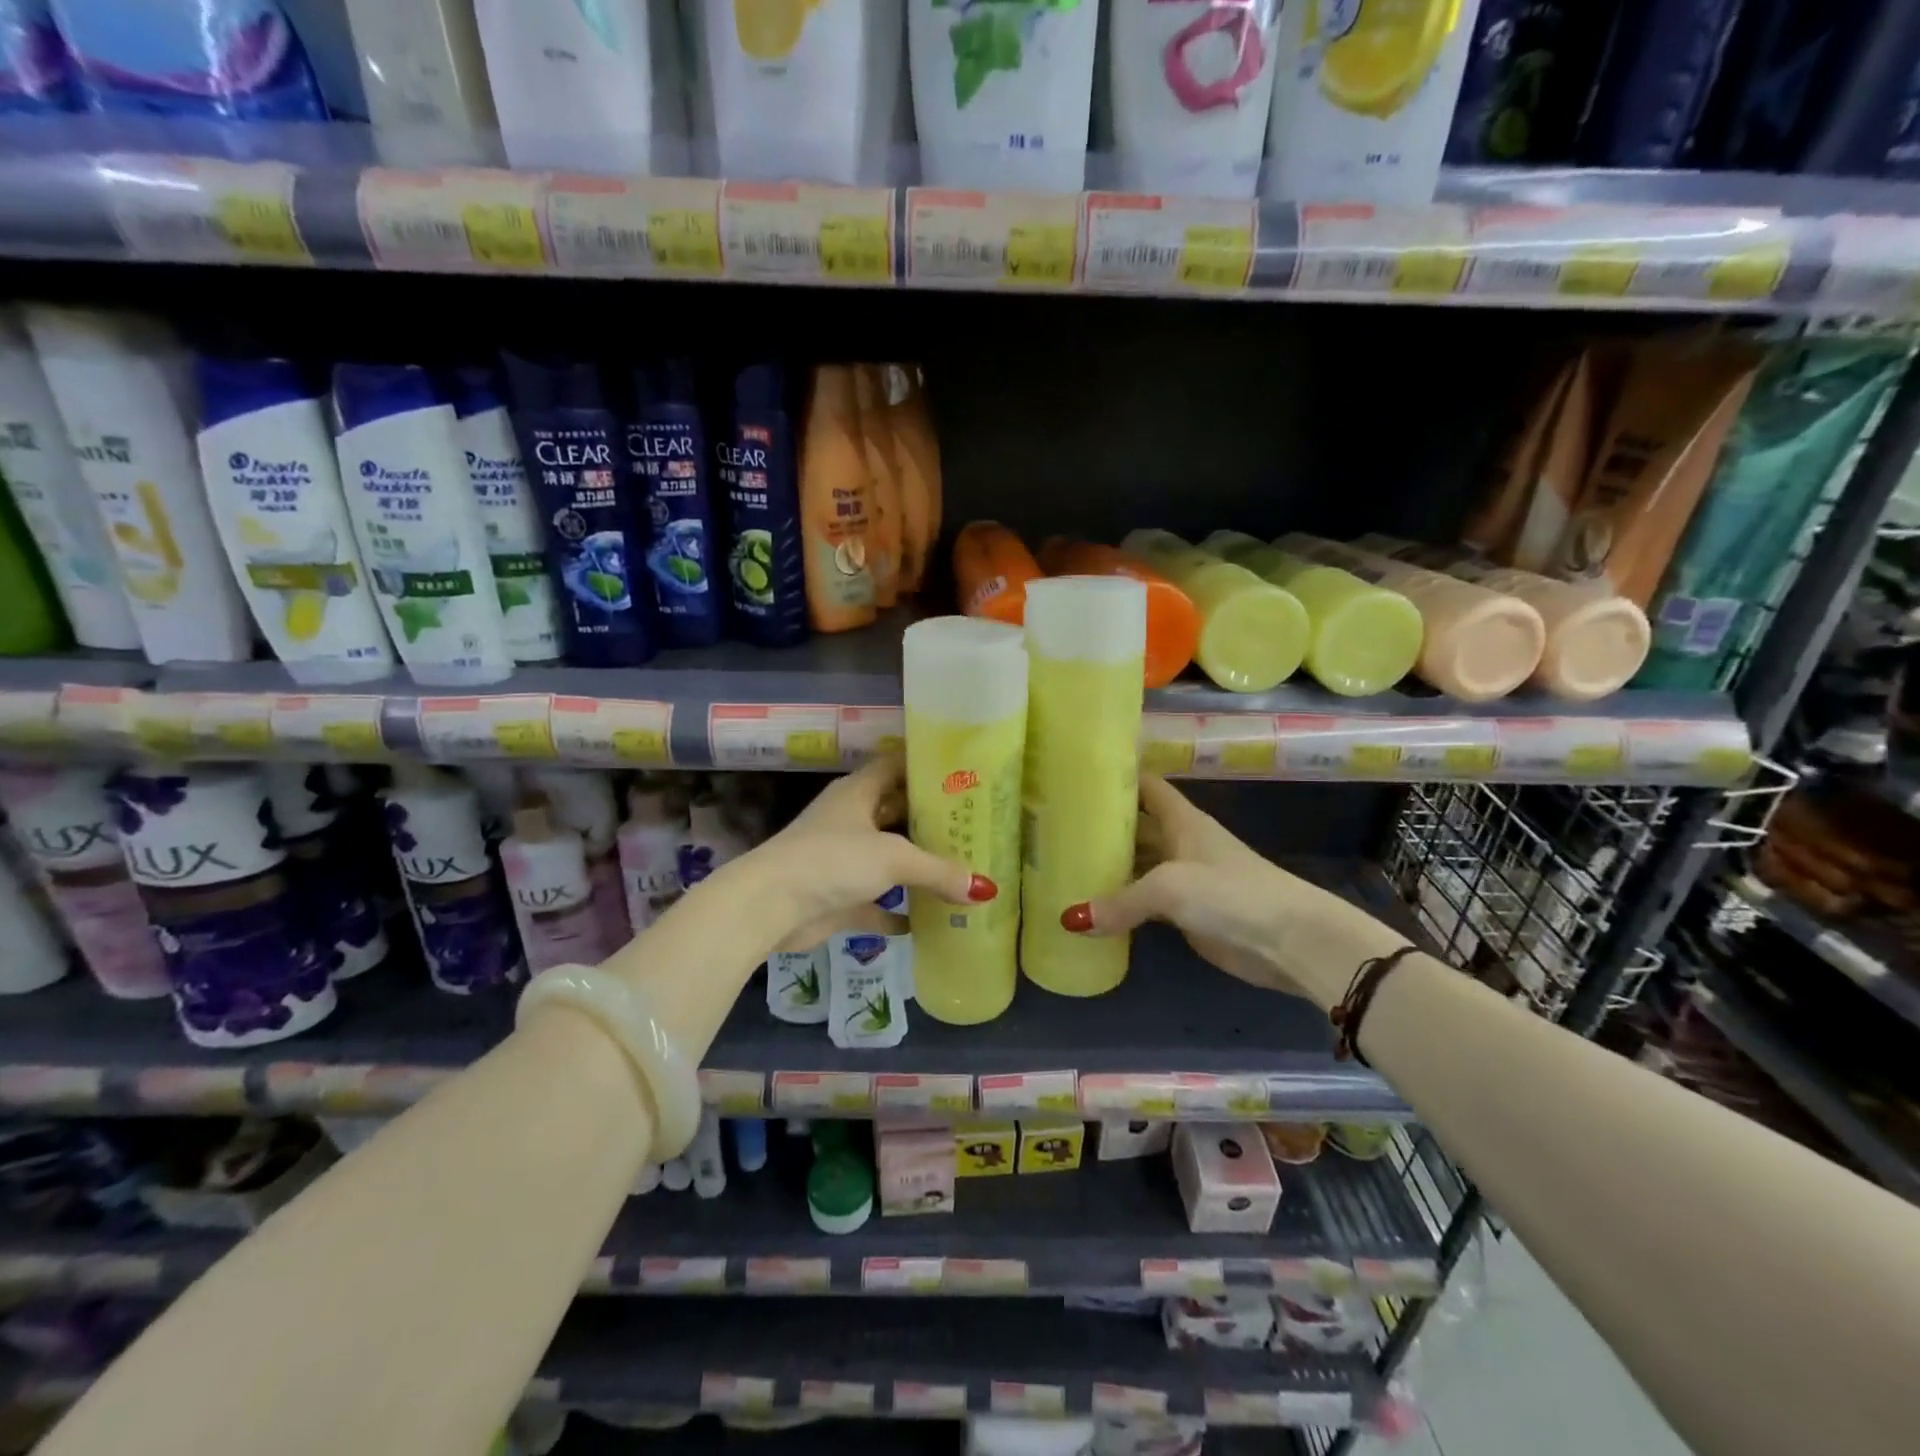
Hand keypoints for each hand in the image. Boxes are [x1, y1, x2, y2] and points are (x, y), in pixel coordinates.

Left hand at [746, 756, 993, 952]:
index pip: (895, 765)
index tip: (962, 772)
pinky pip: (875, 902)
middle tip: (974, 825)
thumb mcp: (893, 858)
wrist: (770, 906)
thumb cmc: (832, 861)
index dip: (925, 766)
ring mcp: (842, 858)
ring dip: (916, 865)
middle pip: (896, 812)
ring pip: (887, 857)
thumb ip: (939, 871)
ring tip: (961, 868)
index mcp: (858, 792)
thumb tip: (986, 889)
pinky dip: (897, 910)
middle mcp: (850, 819)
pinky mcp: (837, 896)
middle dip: (930, 820)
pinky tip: (926, 920)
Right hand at [1059, 775, 1347, 1006]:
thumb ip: (1120, 901)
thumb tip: (1069, 919)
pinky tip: (1091, 908)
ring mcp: (1184, 879)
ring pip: (1138, 866)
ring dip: (1109, 867)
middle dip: (1103, 826)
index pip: (1146, 786)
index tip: (1078, 776)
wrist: (1289, 940)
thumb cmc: (1230, 893)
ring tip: (1062, 864)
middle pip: (1137, 827)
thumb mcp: (1169, 888)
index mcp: (1182, 821)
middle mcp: (1180, 843)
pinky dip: (1121, 904)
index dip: (1117, 777)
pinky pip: (1144, 903)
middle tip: (1055, 826)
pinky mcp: (1186, 913)